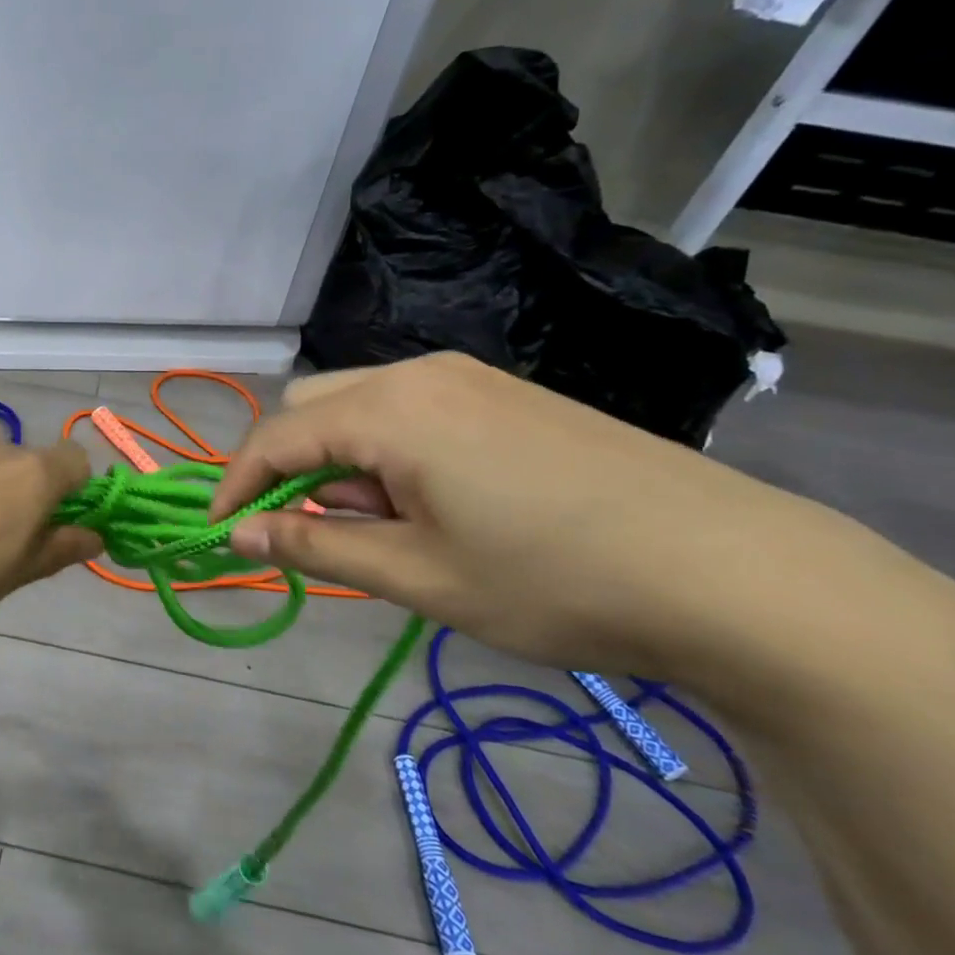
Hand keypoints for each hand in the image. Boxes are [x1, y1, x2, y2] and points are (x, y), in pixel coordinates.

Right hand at [208, 353, 947, 683]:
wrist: (734, 571)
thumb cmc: (552, 579)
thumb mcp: (417, 575)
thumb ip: (315, 546)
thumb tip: (238, 535)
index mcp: (388, 410)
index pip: (276, 438)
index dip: (236, 486)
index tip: (220, 534)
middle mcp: (419, 374)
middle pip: (311, 406)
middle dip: (287, 466)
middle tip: (307, 532)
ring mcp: (468, 378)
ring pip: (360, 405)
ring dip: (339, 461)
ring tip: (378, 528)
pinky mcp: (505, 395)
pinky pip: (409, 409)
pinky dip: (385, 452)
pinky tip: (429, 503)